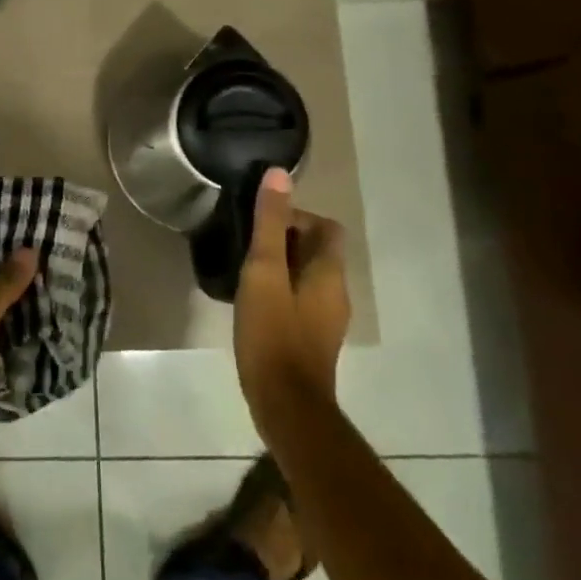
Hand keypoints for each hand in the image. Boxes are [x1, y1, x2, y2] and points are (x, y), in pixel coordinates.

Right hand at [234, 167, 351, 446]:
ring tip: (244, 271)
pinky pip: (299, 299)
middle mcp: (336, 292)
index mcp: (330, 273)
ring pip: (306, 275)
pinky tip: (252, 301)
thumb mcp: (264, 272)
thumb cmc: (273, 333)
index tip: (260, 225)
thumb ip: (269, 224)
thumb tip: (278, 174)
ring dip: (280, 265)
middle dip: (283, 239)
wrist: (286, 405)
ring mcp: (326, 319)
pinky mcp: (312, 339)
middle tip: (246, 245)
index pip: (326, 227)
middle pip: (317, 250)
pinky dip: (280, 290)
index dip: (295, 216)